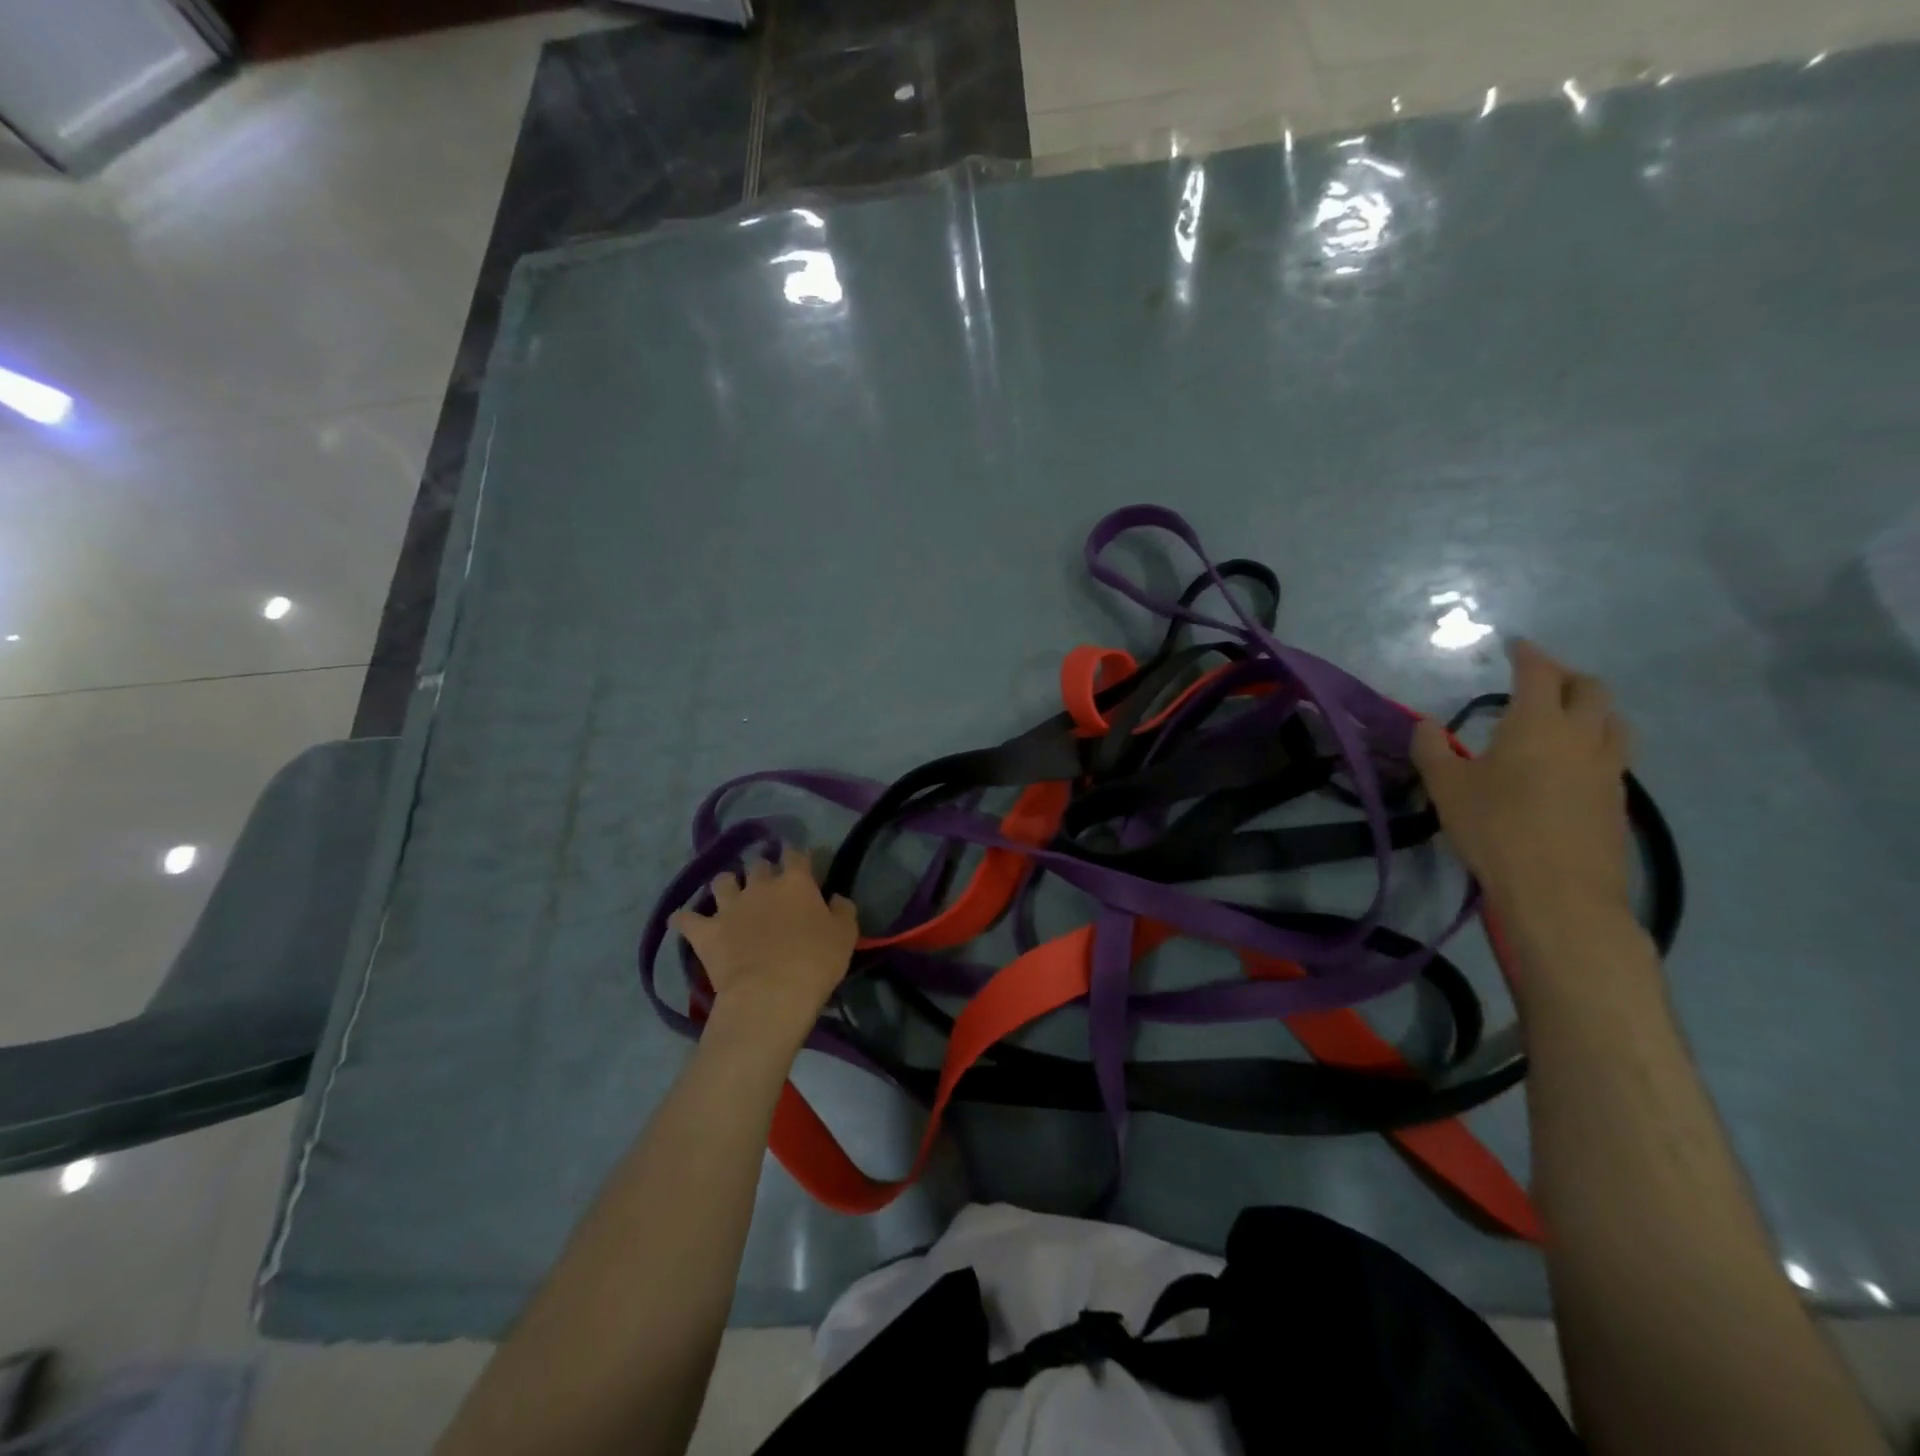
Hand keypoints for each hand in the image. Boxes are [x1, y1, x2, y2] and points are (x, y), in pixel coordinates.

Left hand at [670, 845, 858, 1045]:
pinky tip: (682, 920)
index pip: (796, 855)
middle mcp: (760, 885)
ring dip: (726, 884)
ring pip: (722, 881)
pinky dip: (684, 918)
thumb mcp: (845, 936)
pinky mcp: (705, 931)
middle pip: (758, 864)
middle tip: (766, 881)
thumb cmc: (815, 963)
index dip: (797, 854)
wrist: (771, 994)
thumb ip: (843, 910)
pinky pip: (685, 918)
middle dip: (761, 868)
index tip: (799, 859)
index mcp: (796, 883)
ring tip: (729, 894)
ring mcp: (729, 906)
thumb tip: (836, 898)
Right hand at [1412, 639, 1631, 931]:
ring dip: (1591, 708)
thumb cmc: (1495, 829)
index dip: (1528, 654)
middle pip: (1590, 689)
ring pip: (1613, 720)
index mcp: (1538, 724)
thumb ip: (1432, 750)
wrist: (1559, 892)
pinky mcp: (1618, 799)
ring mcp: (1608, 768)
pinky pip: (1613, 753)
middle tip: (1541, 680)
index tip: (1516, 645)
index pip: (1540, 673)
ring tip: (1564, 718)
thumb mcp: (1446, 788)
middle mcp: (1582, 736)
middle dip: (1566, 676)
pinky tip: (1571, 763)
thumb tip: (1425, 725)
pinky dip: (1595, 743)